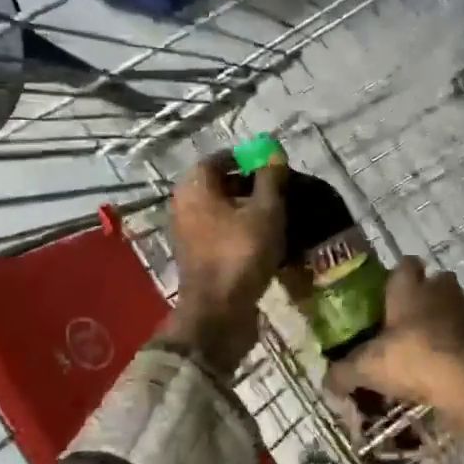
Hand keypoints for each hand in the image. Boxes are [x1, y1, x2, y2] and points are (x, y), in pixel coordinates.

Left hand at [159, 154, 285, 373]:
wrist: (218, 312)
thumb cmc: (241, 253)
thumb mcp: (265, 211)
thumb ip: (270, 178)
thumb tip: (273, 151)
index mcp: (194, 186)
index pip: (219, 158)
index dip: (247, 159)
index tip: (274, 168)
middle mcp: (183, 205)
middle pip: (219, 185)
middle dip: (250, 186)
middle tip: (280, 192)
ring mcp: (187, 233)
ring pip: (221, 211)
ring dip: (247, 211)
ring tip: (278, 218)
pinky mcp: (196, 257)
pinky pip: (220, 233)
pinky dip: (240, 232)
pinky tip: (265, 241)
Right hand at [326, 258, 463, 461]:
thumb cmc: (417, 361)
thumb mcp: (368, 368)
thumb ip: (343, 372)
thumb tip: (327, 381)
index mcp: (411, 289)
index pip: (405, 264)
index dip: (396, 276)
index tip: (385, 294)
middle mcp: (442, 292)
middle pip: (434, 282)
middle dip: (423, 297)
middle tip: (404, 323)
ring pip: (453, 308)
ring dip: (442, 323)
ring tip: (423, 350)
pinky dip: (457, 347)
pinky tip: (443, 370)